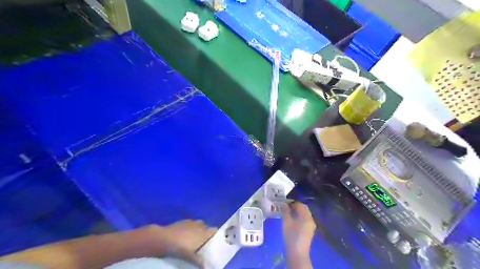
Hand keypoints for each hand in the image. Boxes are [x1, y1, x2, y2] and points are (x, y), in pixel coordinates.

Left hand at [144, 220, 217, 266]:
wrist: (163, 238)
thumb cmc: (179, 247)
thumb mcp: (189, 256)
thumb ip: (198, 260)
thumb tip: (206, 266)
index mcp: (203, 233)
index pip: (214, 230)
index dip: (215, 235)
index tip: (214, 241)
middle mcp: (199, 225)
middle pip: (207, 227)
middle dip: (206, 233)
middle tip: (204, 243)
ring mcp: (191, 222)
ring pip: (199, 224)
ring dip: (199, 229)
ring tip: (195, 238)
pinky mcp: (182, 221)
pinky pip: (191, 223)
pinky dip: (190, 227)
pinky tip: (185, 234)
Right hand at [282, 203, 315, 256]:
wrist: (297, 253)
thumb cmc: (291, 236)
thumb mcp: (286, 222)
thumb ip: (285, 211)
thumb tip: (283, 204)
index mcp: (306, 216)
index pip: (300, 205)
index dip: (293, 202)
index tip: (285, 203)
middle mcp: (311, 219)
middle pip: (304, 209)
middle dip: (296, 206)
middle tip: (286, 207)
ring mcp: (311, 226)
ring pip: (305, 214)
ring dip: (297, 212)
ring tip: (288, 213)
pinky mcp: (309, 231)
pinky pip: (305, 220)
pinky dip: (299, 217)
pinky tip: (292, 221)